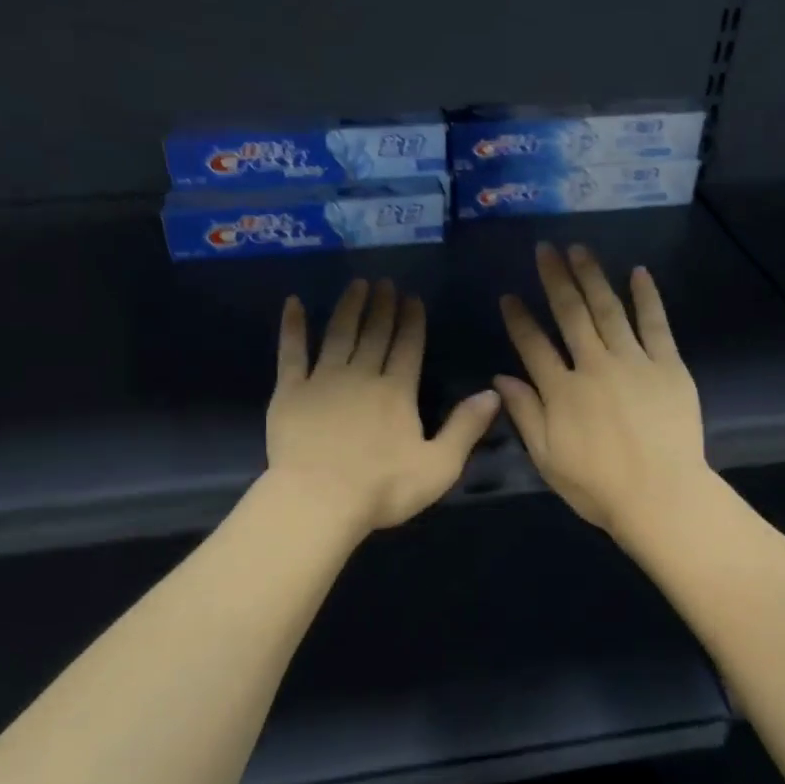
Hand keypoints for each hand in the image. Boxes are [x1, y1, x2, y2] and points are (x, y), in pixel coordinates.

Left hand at [267, 278, 499, 538]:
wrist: (319, 500)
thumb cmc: (383, 489)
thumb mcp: (439, 466)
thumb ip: (466, 428)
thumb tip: (494, 393)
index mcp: (397, 392)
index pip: (408, 346)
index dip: (412, 321)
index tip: (412, 297)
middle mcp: (362, 375)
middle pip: (375, 333)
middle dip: (383, 306)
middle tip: (385, 282)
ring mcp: (323, 380)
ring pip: (339, 334)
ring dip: (349, 307)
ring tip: (357, 284)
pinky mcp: (290, 391)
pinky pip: (292, 352)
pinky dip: (293, 327)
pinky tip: (293, 304)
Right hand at [494, 243, 710, 542]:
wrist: (662, 495)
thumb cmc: (598, 486)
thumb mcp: (547, 458)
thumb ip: (525, 414)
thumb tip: (500, 379)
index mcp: (561, 391)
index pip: (533, 345)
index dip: (518, 319)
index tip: (508, 295)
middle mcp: (594, 366)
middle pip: (571, 315)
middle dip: (555, 280)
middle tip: (545, 249)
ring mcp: (633, 362)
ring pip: (609, 310)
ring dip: (593, 277)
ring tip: (580, 249)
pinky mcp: (668, 366)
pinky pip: (656, 324)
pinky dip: (647, 297)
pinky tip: (638, 272)